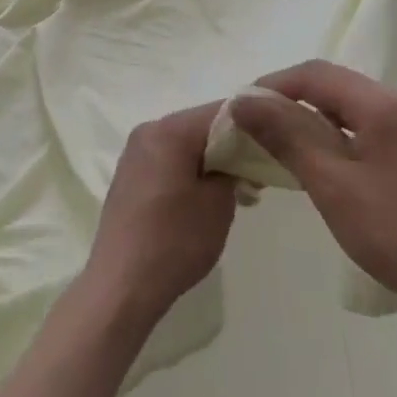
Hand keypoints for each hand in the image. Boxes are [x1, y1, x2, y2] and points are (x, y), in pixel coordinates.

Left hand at [85, 103, 236, 328]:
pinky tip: (205, 197)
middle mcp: (149, 130)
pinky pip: (168, 158)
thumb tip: (234, 159)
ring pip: (184, 143)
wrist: (121, 285)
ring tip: (237, 189)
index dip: (252, 123)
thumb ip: (232, 169)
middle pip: (200, 125)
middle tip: (258, 172)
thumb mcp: (218, 204)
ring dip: (211, 159)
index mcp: (170, 130)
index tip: (274, 142)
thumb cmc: (174, 241)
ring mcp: (136, 152)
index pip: (221, 111)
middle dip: (231, 144)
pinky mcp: (130, 174)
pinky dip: (190, 169)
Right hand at [230, 61, 396, 319]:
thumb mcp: (330, 183)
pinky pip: (360, 120)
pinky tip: (315, 154)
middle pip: (330, 82)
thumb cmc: (393, 233)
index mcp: (381, 103)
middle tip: (253, 124)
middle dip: (287, 98)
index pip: (314, 74)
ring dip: (307, 114)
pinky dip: (330, 129)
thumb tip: (243, 101)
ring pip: (344, 102)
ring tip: (276, 139)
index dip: (272, 85)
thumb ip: (286, 135)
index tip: (240, 108)